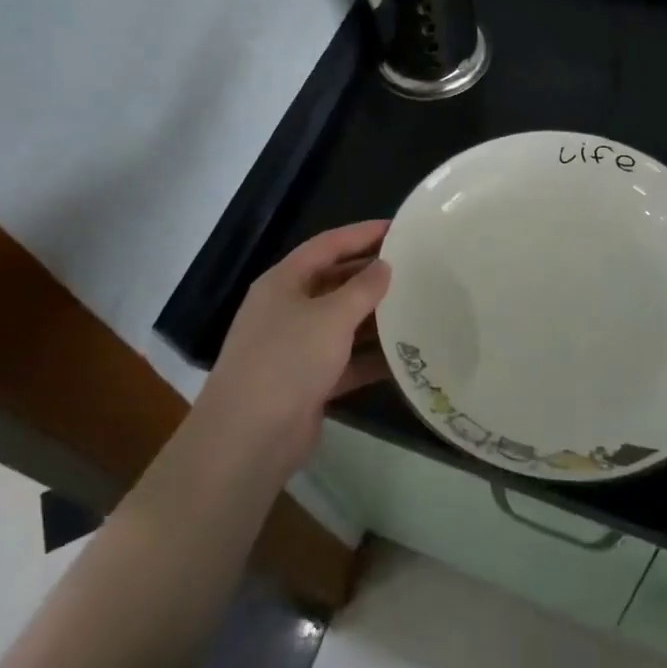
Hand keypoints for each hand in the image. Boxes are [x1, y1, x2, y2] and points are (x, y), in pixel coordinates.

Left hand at [194, 221, 392, 479]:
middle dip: (372, 276)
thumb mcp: (330, 317)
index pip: (327, 245)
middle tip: (415, 269)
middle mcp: (288, 309)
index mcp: (284, 282)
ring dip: (375, 318)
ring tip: (418, 307)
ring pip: (342, 323)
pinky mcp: (308, 382)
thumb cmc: (287, 361)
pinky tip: (406, 356)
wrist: (248, 439)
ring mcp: (296, 347)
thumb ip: (362, 289)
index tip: (399, 228)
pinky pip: (346, 360)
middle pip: (335, 282)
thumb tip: (384, 266)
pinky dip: (371, 358)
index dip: (362, 234)